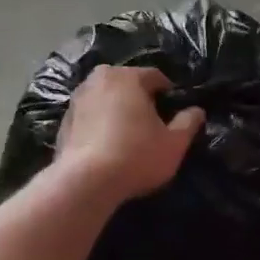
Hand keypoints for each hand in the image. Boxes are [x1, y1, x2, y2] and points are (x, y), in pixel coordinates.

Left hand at [56, 66, 204, 202]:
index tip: (174, 112)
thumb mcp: (174, 143)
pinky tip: (108, 146)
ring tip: (129, 135)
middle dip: (140, 99)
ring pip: (106, 99)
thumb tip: (197, 111)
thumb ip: (188, 123)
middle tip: (152, 123)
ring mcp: (77, 100)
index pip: (155, 76)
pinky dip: (100, 125)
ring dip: (118, 110)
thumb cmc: (136, 156)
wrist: (84, 183)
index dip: (169, 93)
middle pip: (127, 85)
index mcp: (127, 77)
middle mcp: (98, 80)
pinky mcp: (63, 122)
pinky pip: (90, 117)